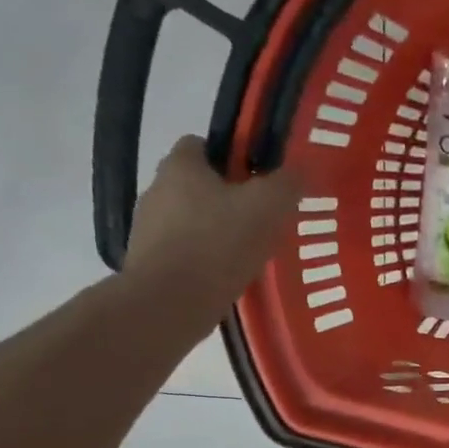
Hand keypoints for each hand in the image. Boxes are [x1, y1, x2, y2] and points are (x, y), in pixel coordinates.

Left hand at [123, 136, 303, 320]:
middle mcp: (157, 190)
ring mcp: (148, 229)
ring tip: (251, 253)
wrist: (169, 303)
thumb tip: (299, 170)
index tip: (260, 179)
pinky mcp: (150, 264)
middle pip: (199, 185)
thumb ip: (286, 183)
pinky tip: (230, 277)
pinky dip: (207, 260)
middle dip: (230, 199)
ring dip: (218, 232)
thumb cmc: (218, 244)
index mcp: (180, 167)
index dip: (233, 157)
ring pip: (193, 221)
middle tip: (264, 219)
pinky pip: (186, 252)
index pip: (202, 144)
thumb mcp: (267, 207)